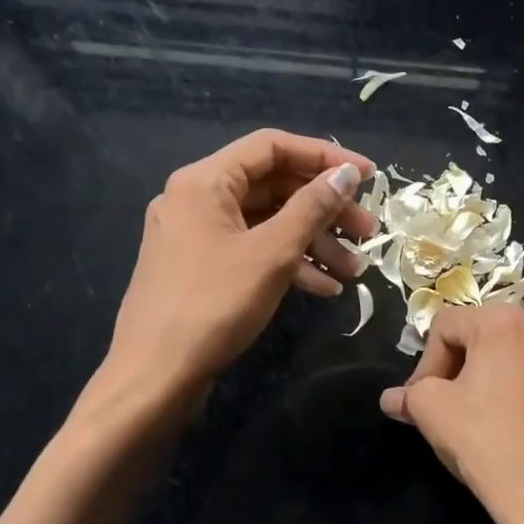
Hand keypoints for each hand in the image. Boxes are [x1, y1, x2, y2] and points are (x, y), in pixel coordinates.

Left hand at [102, 130, 375, 395]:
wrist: (155, 376)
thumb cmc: (214, 305)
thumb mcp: (272, 254)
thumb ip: (312, 208)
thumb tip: (346, 174)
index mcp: (205, 181)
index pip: (273, 146)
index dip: (325, 157)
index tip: (368, 177)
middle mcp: (197, 199)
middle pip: (273, 186)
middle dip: (324, 209)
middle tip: (367, 231)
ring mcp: (196, 235)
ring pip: (266, 223)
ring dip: (313, 241)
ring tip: (354, 270)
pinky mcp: (200, 268)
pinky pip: (251, 251)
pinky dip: (288, 263)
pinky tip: (323, 288)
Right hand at [380, 305, 523, 523]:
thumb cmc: (485, 442)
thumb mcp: (431, 411)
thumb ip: (408, 395)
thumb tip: (392, 398)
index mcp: (505, 322)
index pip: (446, 327)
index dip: (425, 363)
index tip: (420, 401)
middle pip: (478, 337)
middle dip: (454, 369)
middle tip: (441, 407)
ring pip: (506, 358)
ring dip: (482, 380)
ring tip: (471, 417)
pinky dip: (511, 391)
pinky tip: (503, 425)